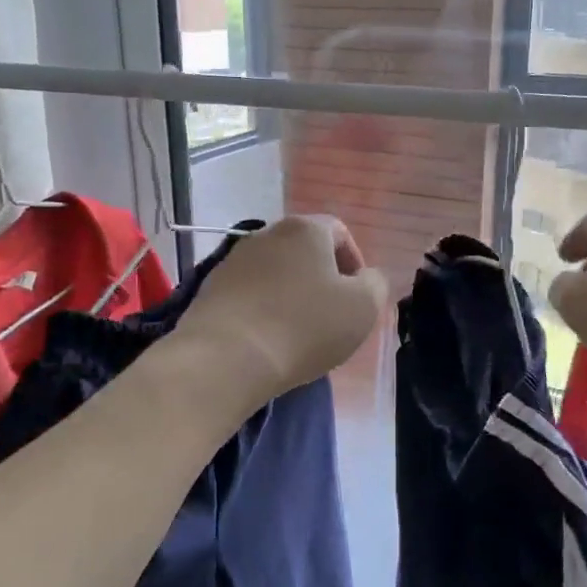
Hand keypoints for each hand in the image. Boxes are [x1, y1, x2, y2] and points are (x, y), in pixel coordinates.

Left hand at [176, 215, 388, 401]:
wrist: (227, 357)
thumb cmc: (305, 326)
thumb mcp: (363, 307)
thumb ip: (375, 284)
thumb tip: (365, 277)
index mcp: (306, 229)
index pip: (339, 232)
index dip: (355, 262)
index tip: (358, 297)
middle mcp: (267, 233)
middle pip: (305, 251)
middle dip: (322, 279)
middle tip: (332, 316)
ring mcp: (234, 260)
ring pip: (276, 273)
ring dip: (291, 294)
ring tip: (299, 332)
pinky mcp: (211, 289)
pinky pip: (249, 294)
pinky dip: (264, 309)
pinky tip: (269, 338)